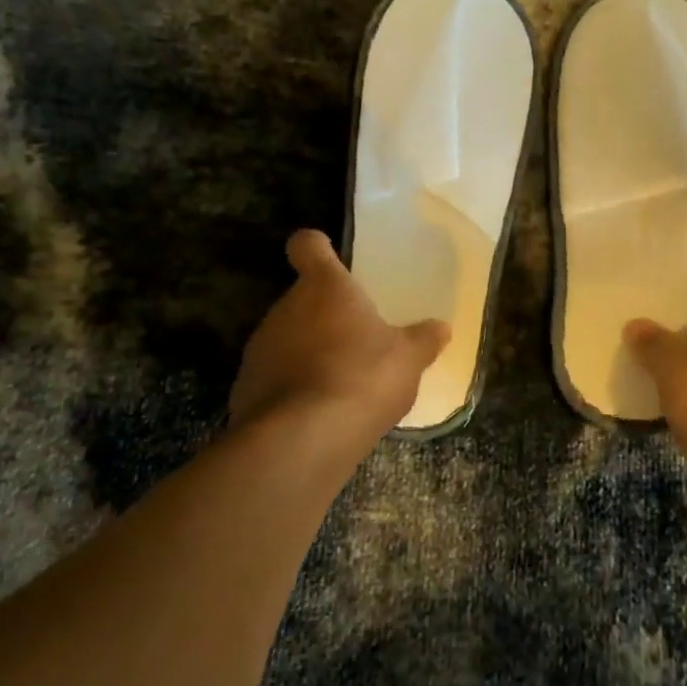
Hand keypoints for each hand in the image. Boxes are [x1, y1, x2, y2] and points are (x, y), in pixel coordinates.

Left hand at [229, 230, 449, 438]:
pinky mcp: (245, 389)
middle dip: (325, 316)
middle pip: (301, 300)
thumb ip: (423, 340)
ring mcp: (259, 349)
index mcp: (324, 288)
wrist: (303, 439)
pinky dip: (293, 389)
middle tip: (356, 340)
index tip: (327, 258)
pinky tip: (317, 414)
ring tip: (340, 383)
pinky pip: (275, 379)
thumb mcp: (408, 359)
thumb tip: (441, 328)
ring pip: (287, 339)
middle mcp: (284, 309)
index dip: (316, 248)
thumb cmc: (362, 377)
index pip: (307, 246)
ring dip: (309, 353)